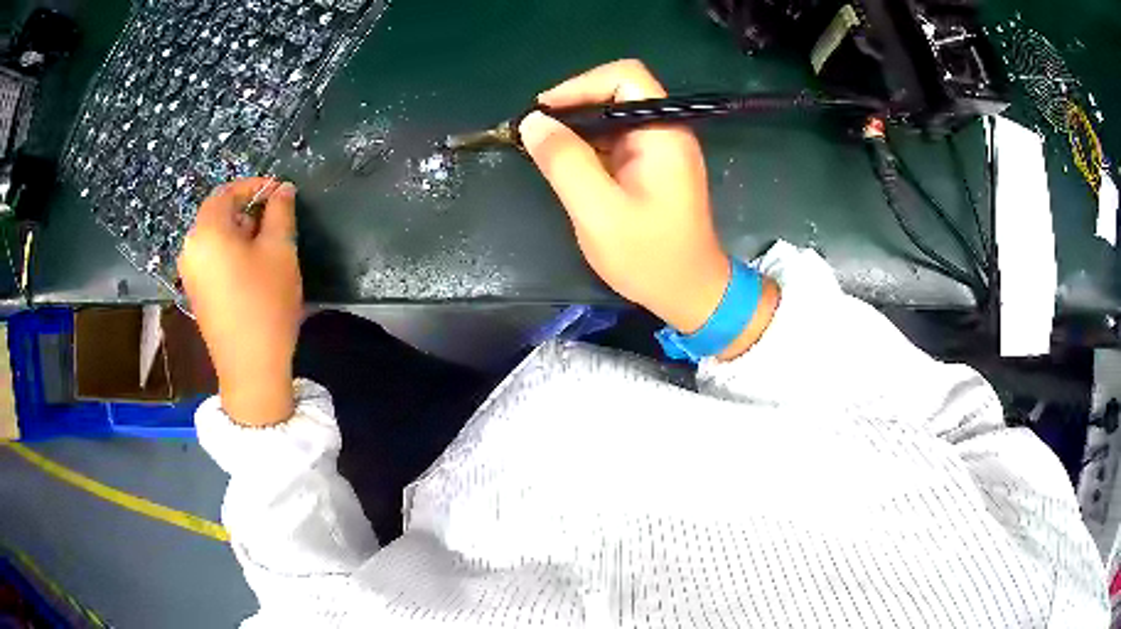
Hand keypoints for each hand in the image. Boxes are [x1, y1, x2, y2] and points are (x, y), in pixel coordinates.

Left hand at [178, 178, 302, 426]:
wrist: (250, 369)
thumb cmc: (265, 303)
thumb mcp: (280, 251)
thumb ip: (280, 212)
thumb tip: (282, 189)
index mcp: (207, 232)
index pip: (226, 192)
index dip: (253, 186)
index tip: (279, 193)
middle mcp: (191, 248)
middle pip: (217, 214)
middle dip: (247, 211)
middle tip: (276, 223)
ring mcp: (189, 274)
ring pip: (214, 238)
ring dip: (239, 233)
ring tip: (266, 248)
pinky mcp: (195, 294)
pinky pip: (210, 259)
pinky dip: (229, 253)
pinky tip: (250, 271)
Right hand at [519, 60, 777, 358]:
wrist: (690, 294)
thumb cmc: (650, 257)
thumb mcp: (598, 212)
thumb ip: (565, 162)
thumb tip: (532, 122)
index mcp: (663, 134)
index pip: (626, 77)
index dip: (582, 84)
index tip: (545, 111)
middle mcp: (665, 132)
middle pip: (617, 92)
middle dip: (574, 106)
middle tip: (537, 133)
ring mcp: (660, 150)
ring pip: (612, 117)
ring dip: (577, 128)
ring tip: (543, 149)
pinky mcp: (651, 167)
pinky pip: (615, 141)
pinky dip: (587, 146)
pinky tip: (566, 166)